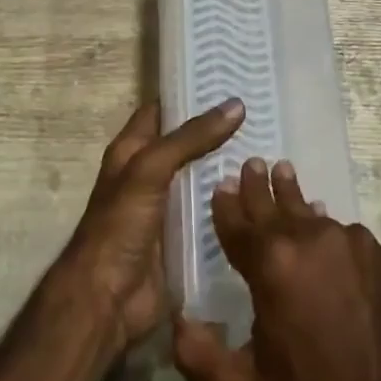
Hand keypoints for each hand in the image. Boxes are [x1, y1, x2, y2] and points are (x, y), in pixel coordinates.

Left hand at [56, 98, 244, 355]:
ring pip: (203, 178)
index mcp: (132, 151)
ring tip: (273, 146)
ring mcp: (168, 207)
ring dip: (230, 167)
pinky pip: (211, 213)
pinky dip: (232, 203)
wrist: (107, 301)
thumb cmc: (119, 226)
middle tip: (262, 112)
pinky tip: (262, 193)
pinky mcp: (184, 237)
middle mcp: (149, 174)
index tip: (229, 79)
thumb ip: (190, 138)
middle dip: (219, 131)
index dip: (190, 94)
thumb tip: (235, 105)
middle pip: (189, 143)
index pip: (163, 110)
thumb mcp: (150, 170)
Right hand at [172, 158, 380, 380]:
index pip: (237, 222)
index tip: (219, 186)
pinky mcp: (373, 250)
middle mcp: (306, 238)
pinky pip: (339, 229)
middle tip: (251, 164)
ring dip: (291, 195)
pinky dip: (323, 227)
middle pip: (273, 203)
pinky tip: (320, 230)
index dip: (225, 205)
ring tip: (283, 173)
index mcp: (270, 265)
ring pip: (308, 211)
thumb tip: (178, 319)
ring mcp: (344, 239)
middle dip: (258, 185)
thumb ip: (197, 358)